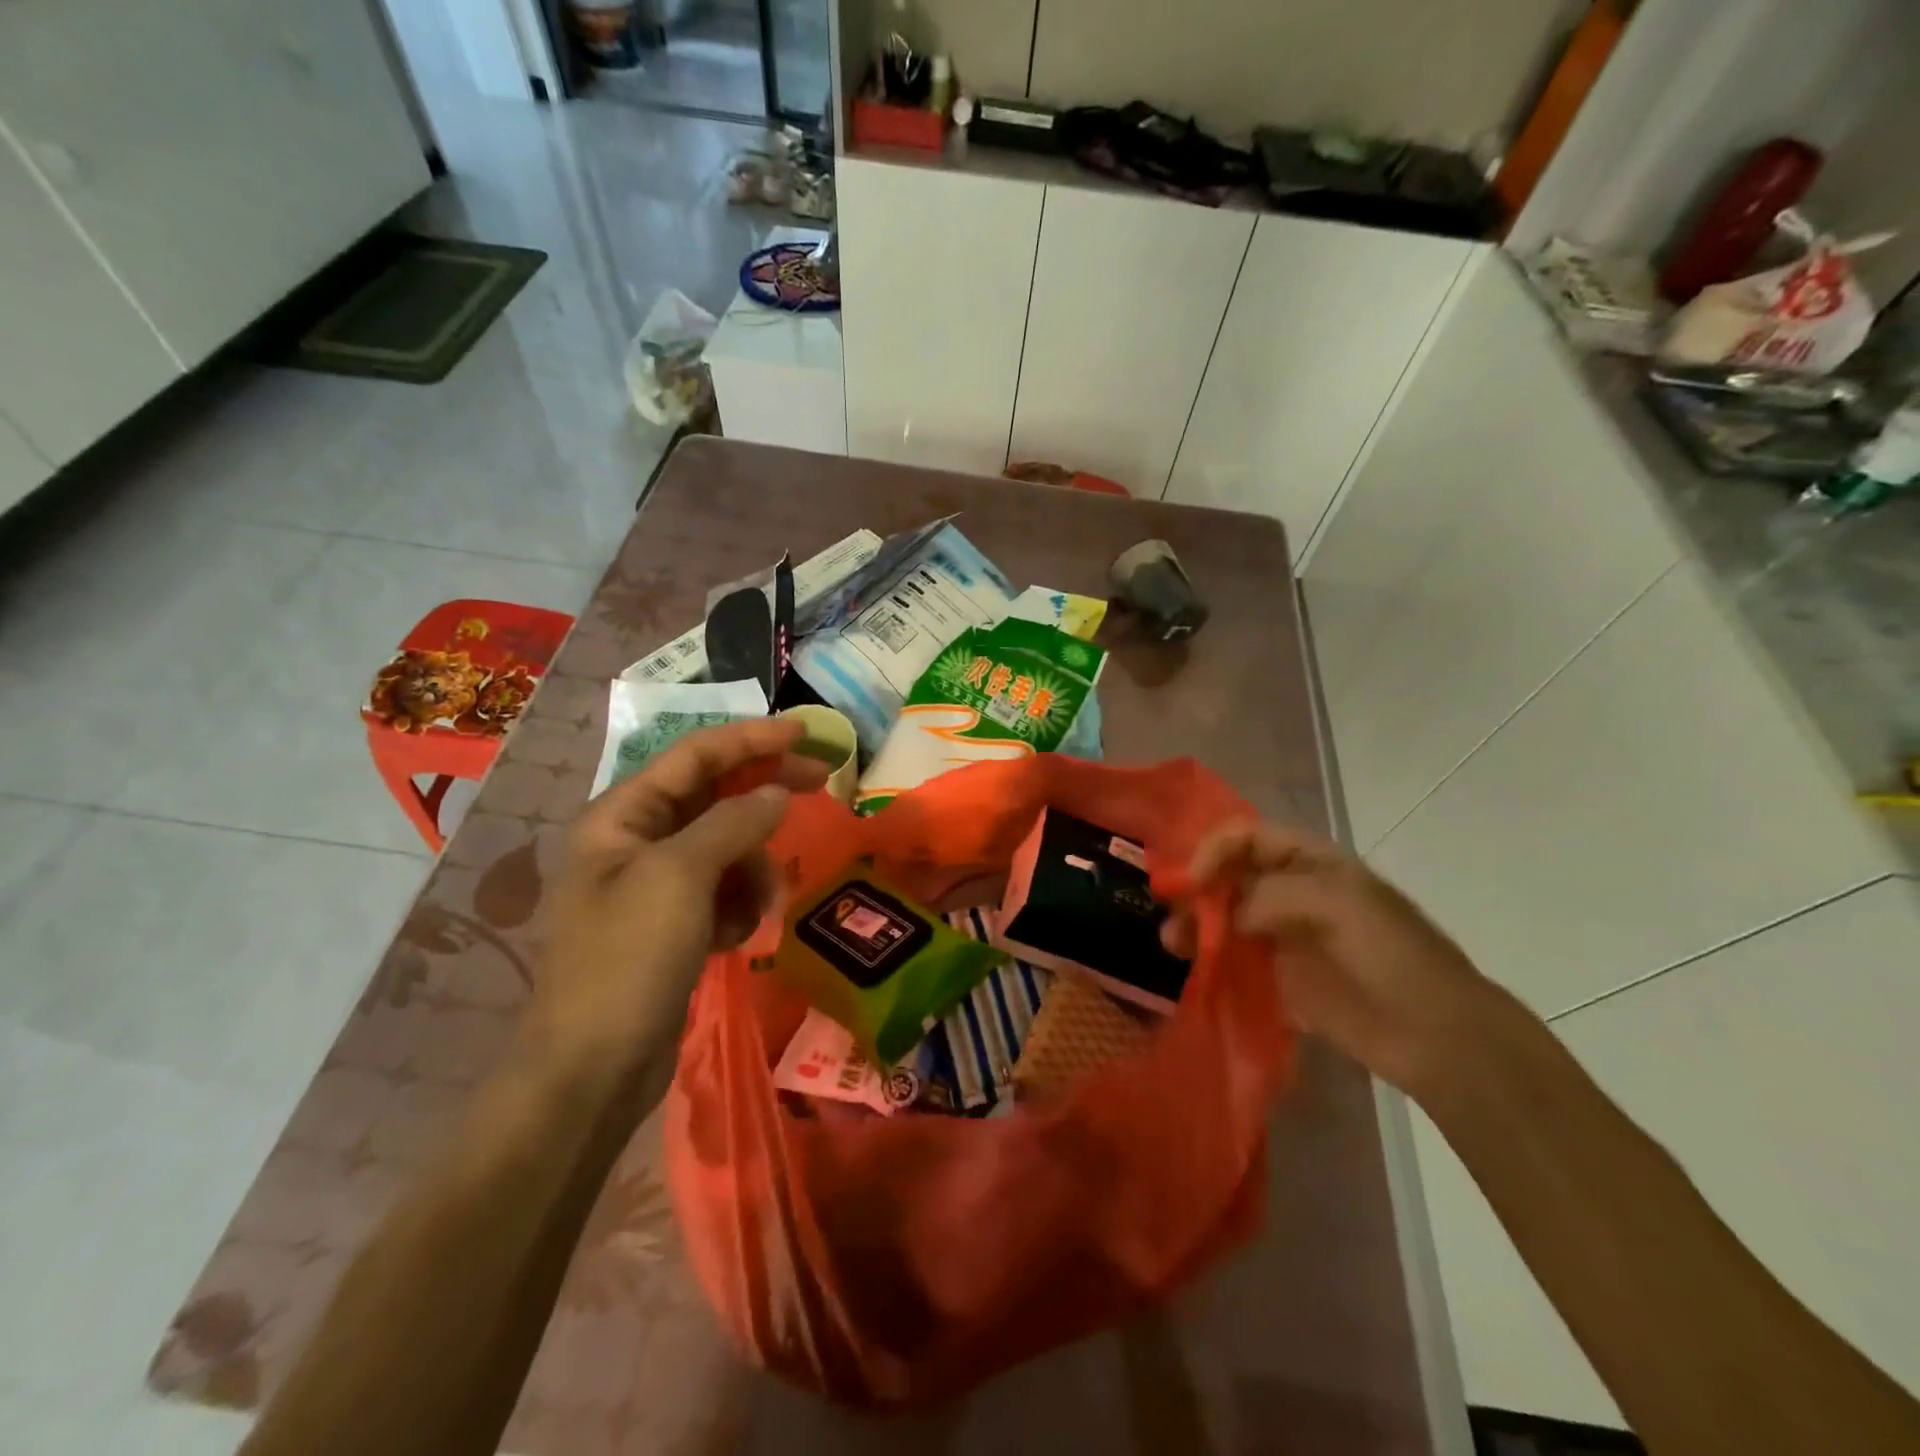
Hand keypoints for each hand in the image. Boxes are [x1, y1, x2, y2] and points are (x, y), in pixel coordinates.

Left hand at [526, 718, 826, 1083]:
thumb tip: (777, 793)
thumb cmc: (627, 960)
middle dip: (764, 796)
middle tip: (820, 785)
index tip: (806, 734)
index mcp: (622, 816)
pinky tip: (736, 938)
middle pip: (714, 796)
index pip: (695, 755)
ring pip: (727, 848)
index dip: (752, 739)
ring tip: (759, 908)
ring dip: (753, 870)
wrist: (592, 1071)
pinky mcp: (673, 925)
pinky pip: (723, 891)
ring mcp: (655, 885)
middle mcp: (635, 841)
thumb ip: (733, 823)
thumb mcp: (681, 878)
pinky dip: (739, 905)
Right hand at [1161, 820, 1502, 1093]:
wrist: (1440, 1037)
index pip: (1246, 837)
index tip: (1191, 882)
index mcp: (1311, 862)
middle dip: (1196, 891)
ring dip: (1197, 926)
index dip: (1213, 850)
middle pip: (1229, 877)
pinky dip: (1210, 962)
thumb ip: (1271, 896)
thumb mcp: (1337, 905)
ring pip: (1226, 919)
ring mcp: (1287, 937)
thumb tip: (1225, 915)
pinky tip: (1194, 971)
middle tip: (1172, 919)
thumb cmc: (1392, 956)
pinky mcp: (1283, 980)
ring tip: (1174, 946)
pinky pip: (1236, 962)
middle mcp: (1293, 892)